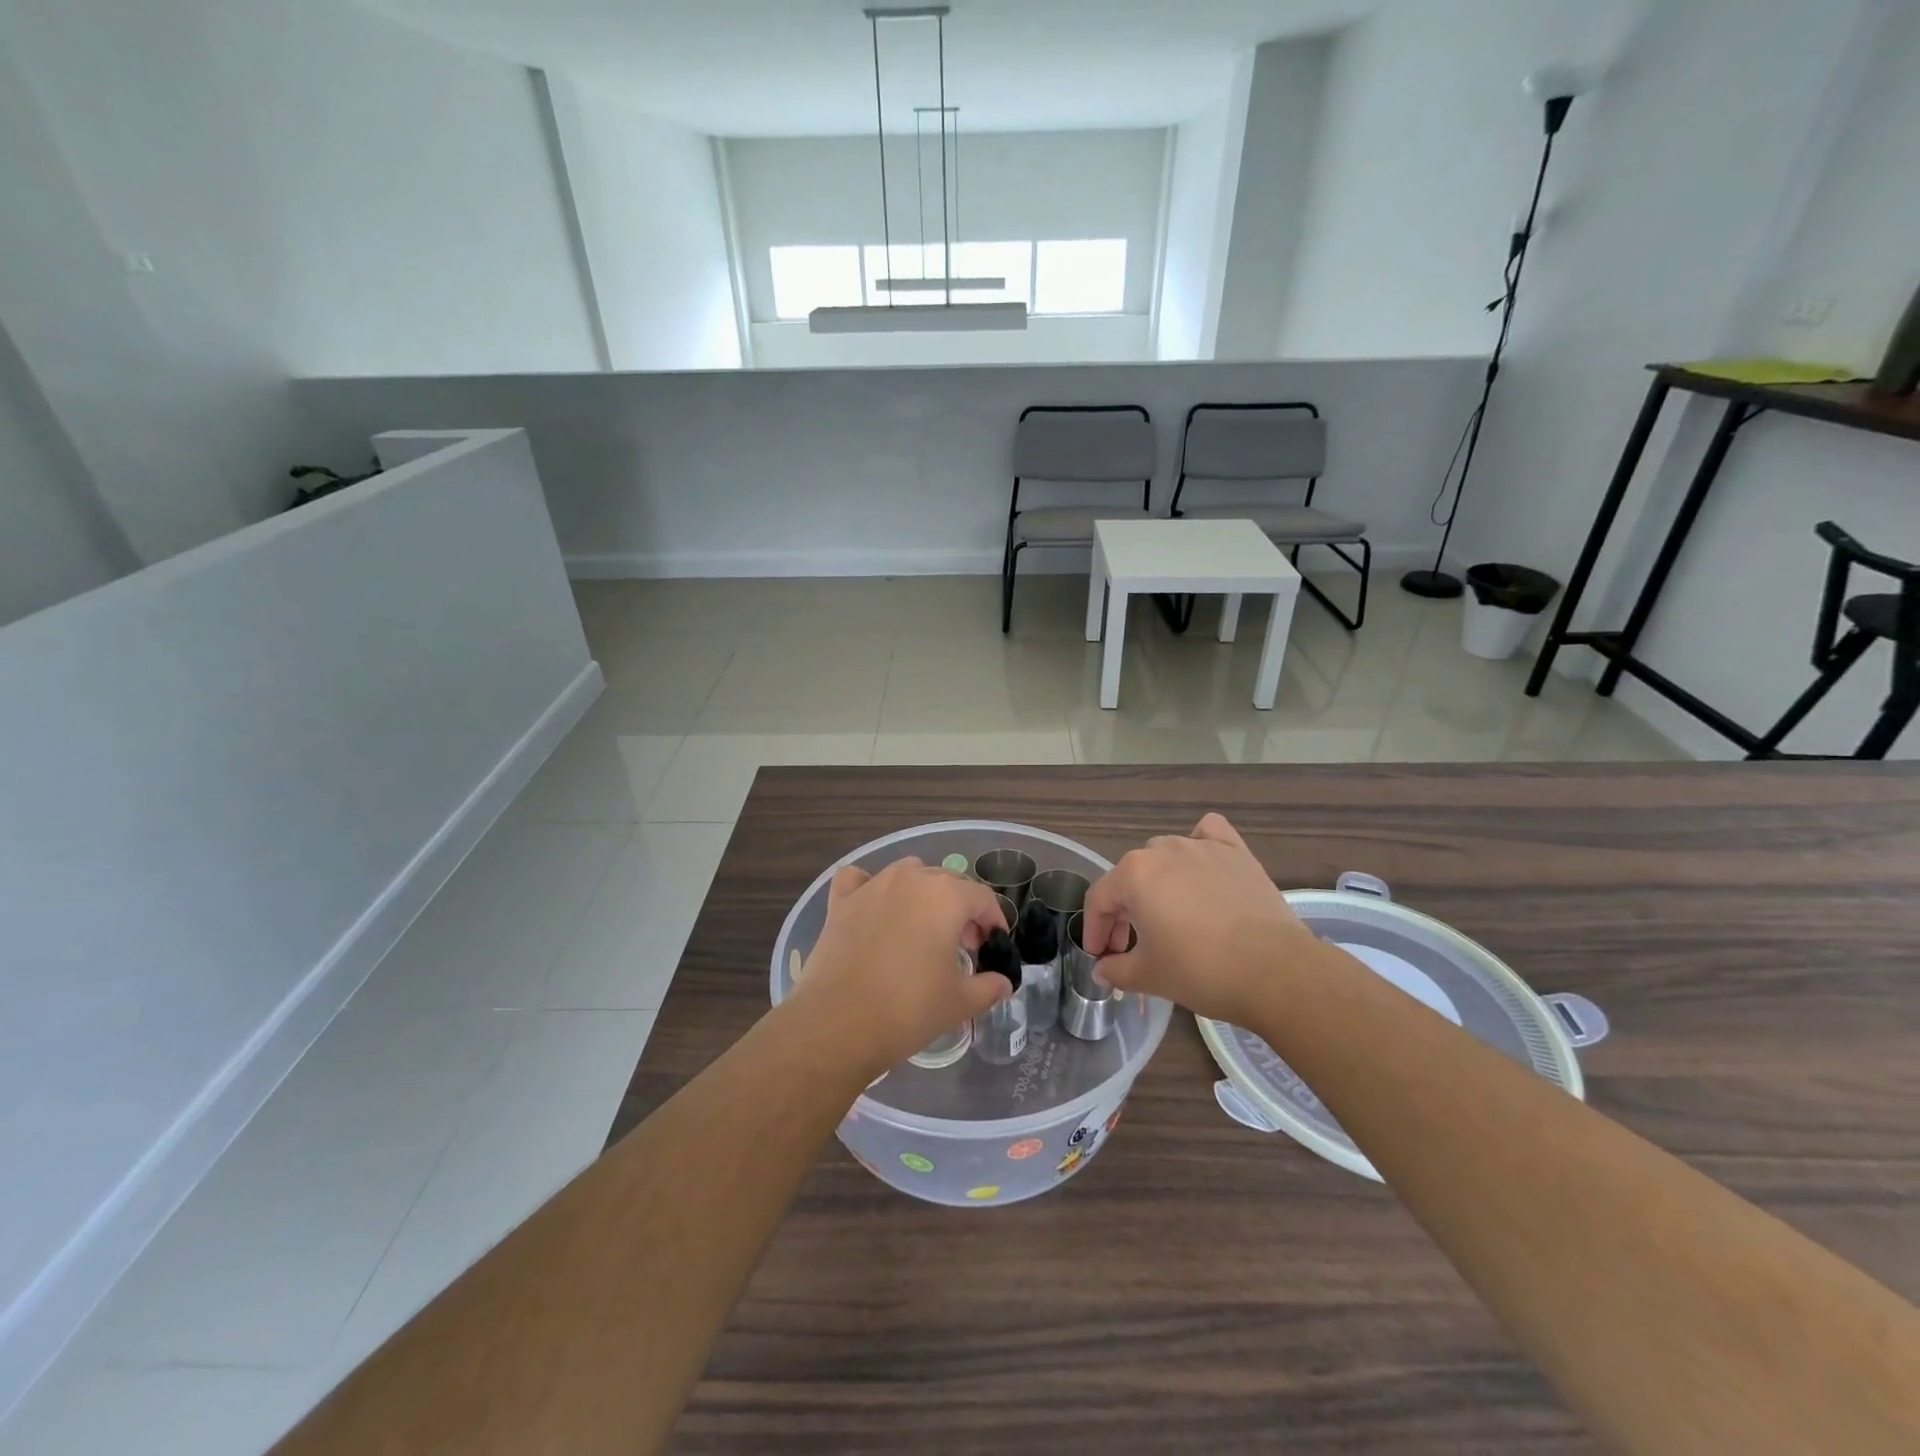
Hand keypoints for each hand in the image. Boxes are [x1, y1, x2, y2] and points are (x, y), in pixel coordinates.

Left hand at [791, 857, 1010, 1076]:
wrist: (838, 1024)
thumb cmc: (909, 1010)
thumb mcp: (959, 1002)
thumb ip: (988, 987)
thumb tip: (1003, 984)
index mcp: (946, 896)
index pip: (982, 898)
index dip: (994, 921)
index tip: (993, 945)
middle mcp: (910, 879)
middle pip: (947, 882)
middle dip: (961, 909)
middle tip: (962, 946)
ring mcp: (872, 886)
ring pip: (907, 872)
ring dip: (922, 892)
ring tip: (922, 927)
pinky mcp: (840, 902)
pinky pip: (859, 879)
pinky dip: (869, 887)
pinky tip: (873, 908)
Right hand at [1080, 813, 1319, 1026]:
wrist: (1275, 971)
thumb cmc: (1201, 971)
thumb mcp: (1149, 976)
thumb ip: (1116, 969)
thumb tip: (1102, 970)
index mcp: (1134, 874)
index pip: (1099, 899)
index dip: (1094, 930)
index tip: (1100, 956)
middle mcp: (1163, 849)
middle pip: (1131, 877)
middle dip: (1124, 911)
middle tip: (1132, 945)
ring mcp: (1202, 846)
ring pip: (1165, 855)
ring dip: (1158, 882)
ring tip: (1169, 914)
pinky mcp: (1236, 852)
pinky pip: (1209, 834)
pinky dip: (1200, 844)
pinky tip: (1202, 866)